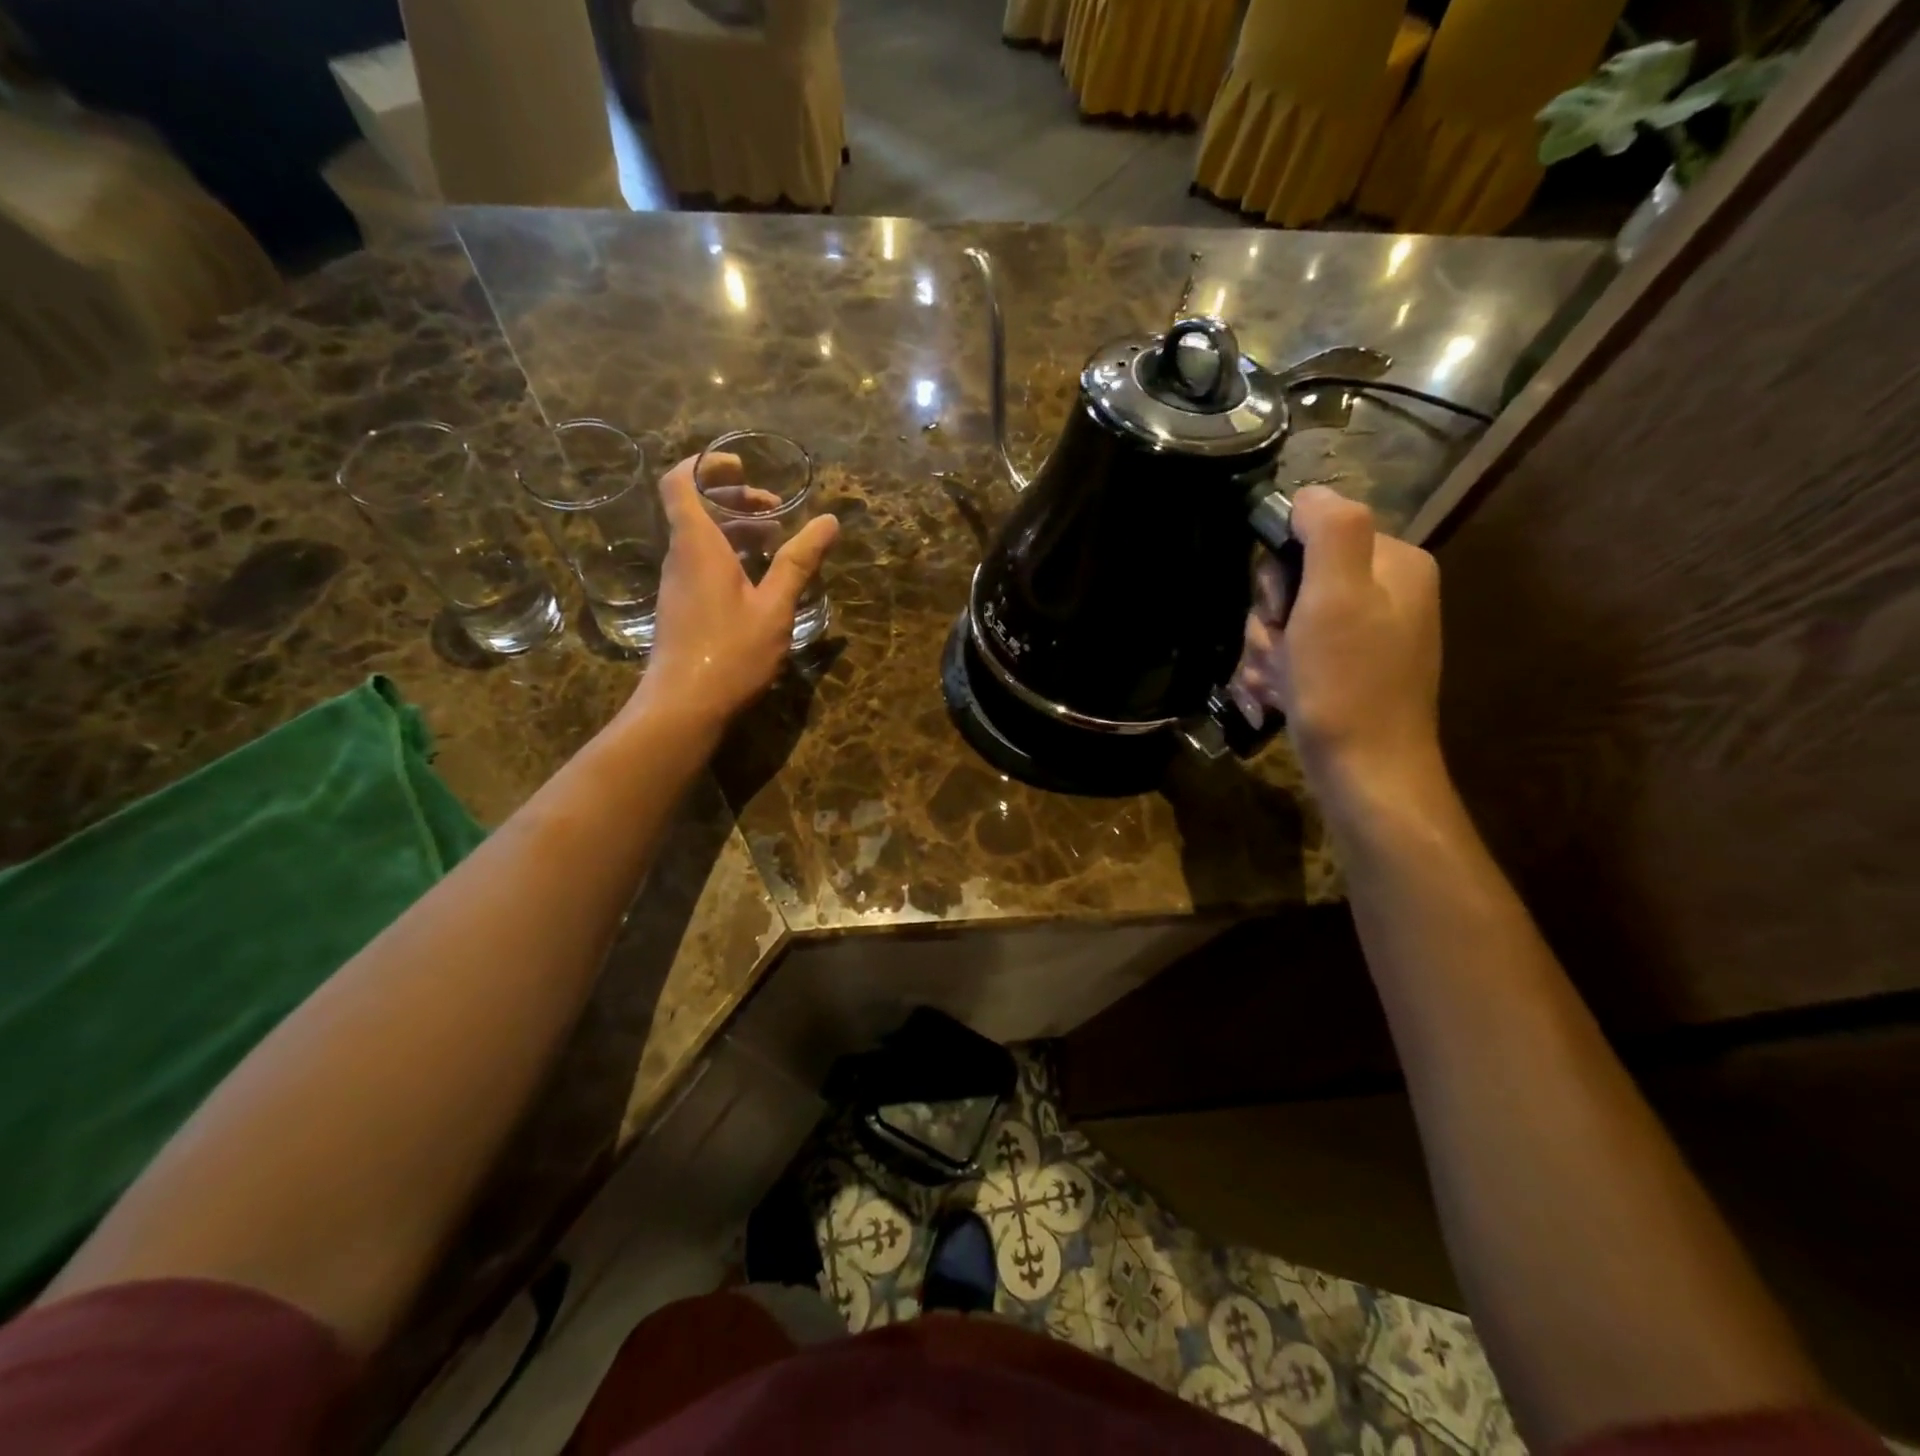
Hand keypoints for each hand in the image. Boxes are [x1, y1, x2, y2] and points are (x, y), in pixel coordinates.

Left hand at [624, 453, 838, 732]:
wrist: (684, 706)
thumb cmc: (730, 652)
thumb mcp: (774, 607)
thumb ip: (799, 562)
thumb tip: (830, 521)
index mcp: (698, 546)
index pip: (681, 482)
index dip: (706, 465)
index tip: (742, 465)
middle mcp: (681, 558)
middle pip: (696, 508)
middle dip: (736, 499)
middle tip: (776, 509)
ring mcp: (678, 584)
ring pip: (701, 539)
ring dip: (737, 530)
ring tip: (776, 542)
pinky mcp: (682, 608)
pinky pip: (702, 564)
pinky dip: (730, 556)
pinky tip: (760, 580)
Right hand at [1231, 486, 1443, 801]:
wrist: (1366, 774)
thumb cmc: (1347, 686)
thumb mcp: (1336, 598)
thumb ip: (1330, 531)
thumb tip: (1306, 495)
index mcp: (1393, 564)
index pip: (1312, 534)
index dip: (1280, 573)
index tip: (1283, 613)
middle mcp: (1385, 593)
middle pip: (1294, 581)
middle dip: (1270, 620)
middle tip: (1280, 653)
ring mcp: (1367, 635)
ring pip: (1287, 621)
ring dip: (1267, 652)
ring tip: (1278, 684)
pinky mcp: (1348, 670)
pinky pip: (1296, 653)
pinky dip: (1278, 674)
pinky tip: (1280, 698)